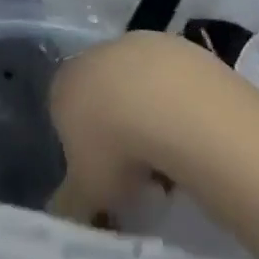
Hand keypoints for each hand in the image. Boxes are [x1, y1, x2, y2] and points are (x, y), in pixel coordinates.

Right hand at [49, 31, 220, 221]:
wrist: (172, 106)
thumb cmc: (117, 149)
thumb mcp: (87, 191)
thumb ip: (72, 202)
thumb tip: (65, 215)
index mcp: (63, 84)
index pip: (64, 114)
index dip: (84, 148)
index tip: (105, 177)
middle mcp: (94, 55)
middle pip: (102, 94)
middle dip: (117, 128)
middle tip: (138, 169)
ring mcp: (137, 44)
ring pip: (139, 84)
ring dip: (150, 114)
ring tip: (172, 156)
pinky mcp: (177, 44)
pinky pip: (174, 81)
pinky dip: (181, 104)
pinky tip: (195, 132)